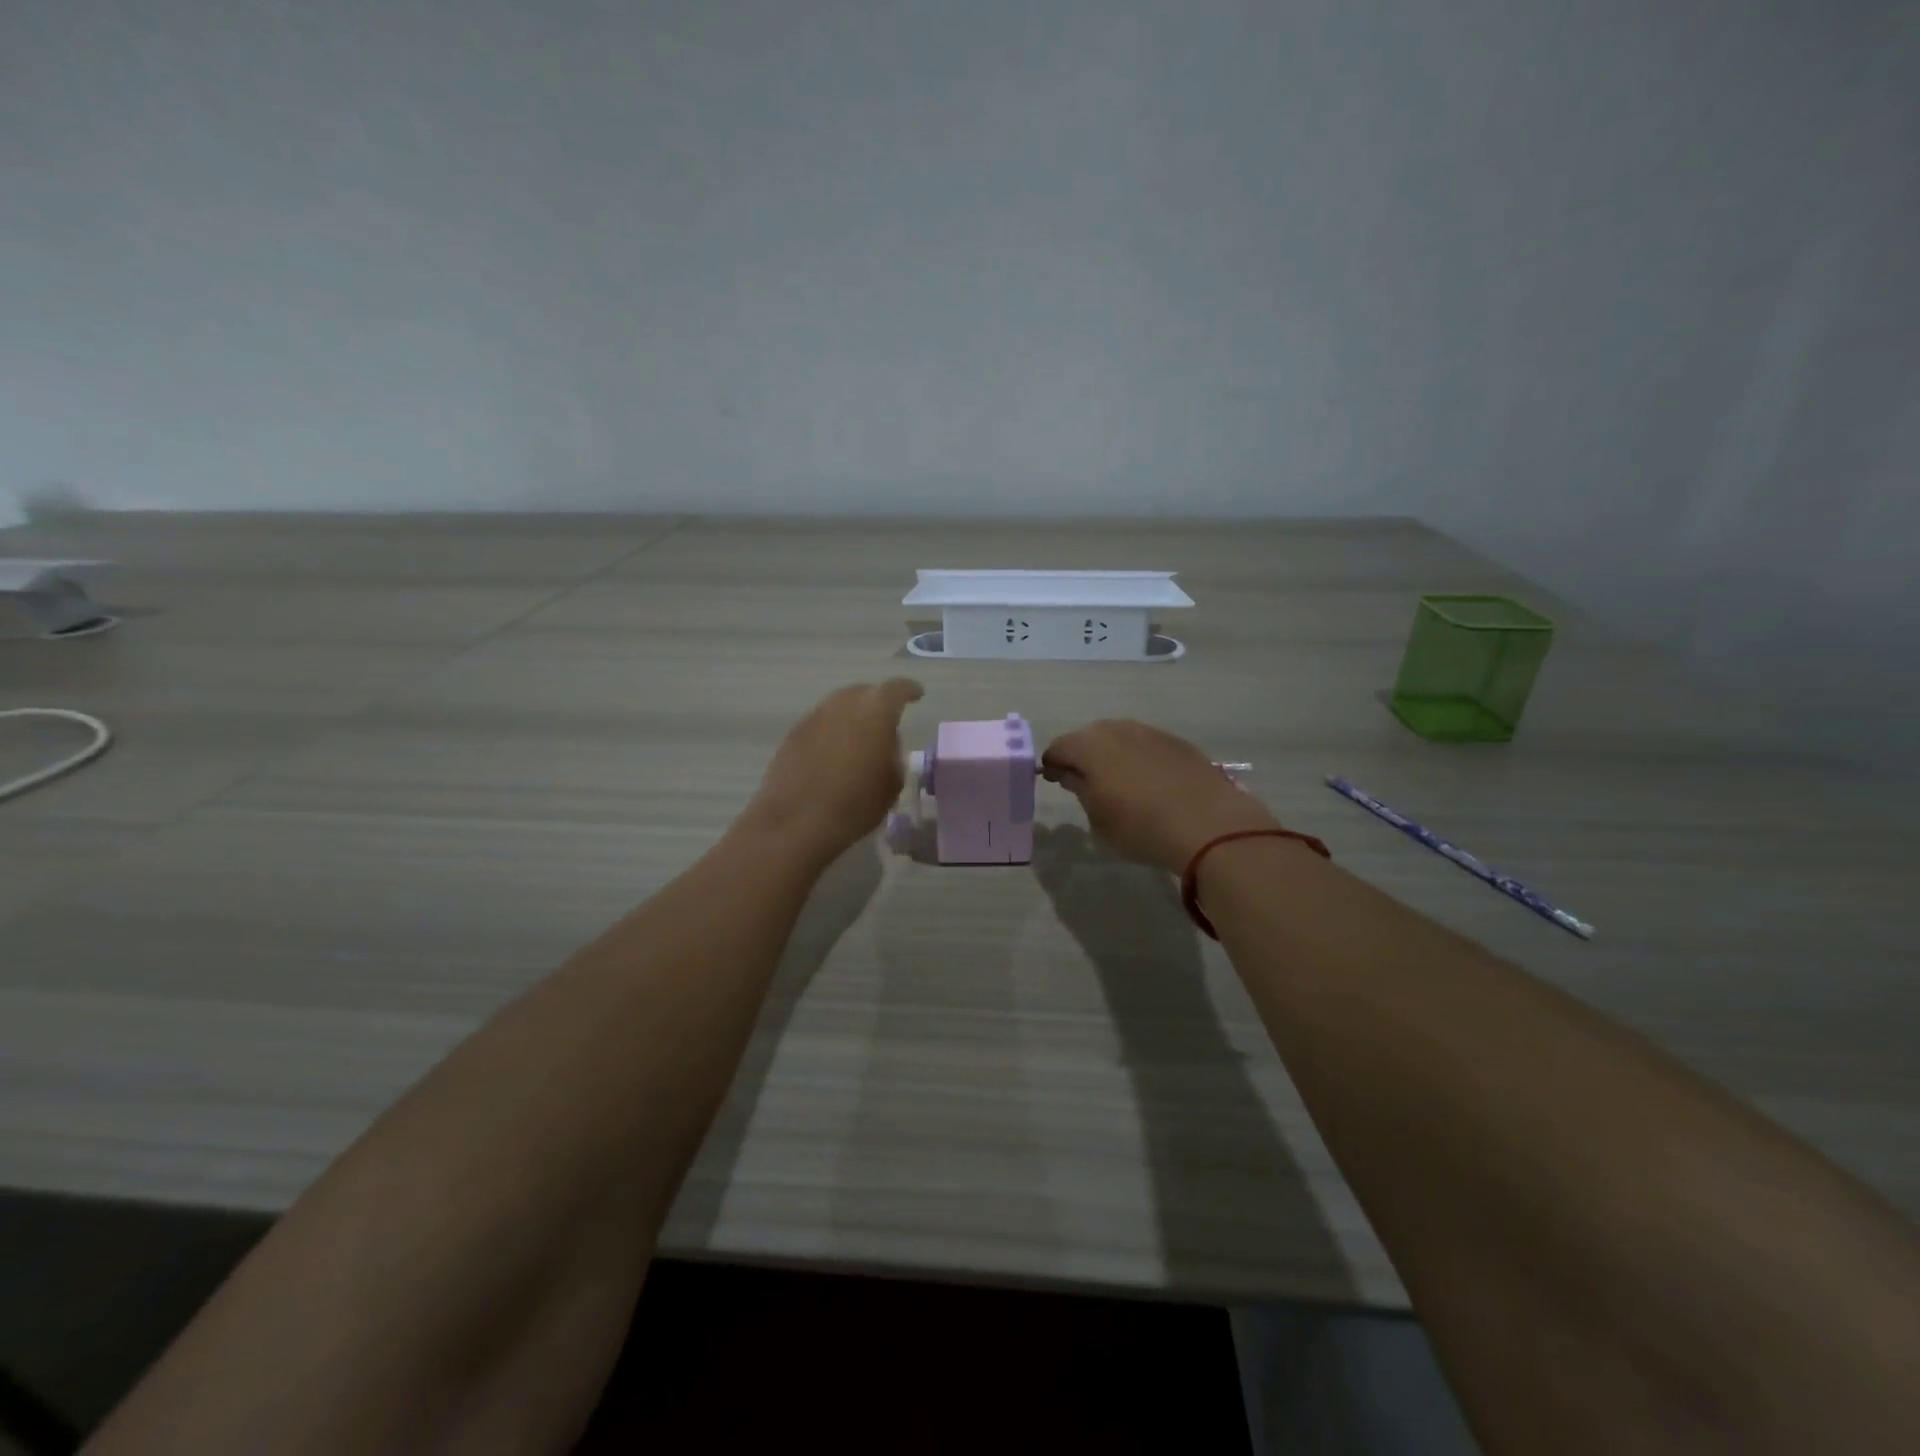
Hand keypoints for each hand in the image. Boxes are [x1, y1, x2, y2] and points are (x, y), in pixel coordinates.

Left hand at [741, 679, 924, 862]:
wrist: (797, 821)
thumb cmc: (856, 803)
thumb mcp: (893, 783)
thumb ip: (893, 754)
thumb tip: (884, 746)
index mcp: (875, 710)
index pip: (897, 689)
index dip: (909, 691)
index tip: (916, 695)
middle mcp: (843, 704)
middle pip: (863, 693)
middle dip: (877, 702)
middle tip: (885, 721)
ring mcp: (814, 717)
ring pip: (838, 707)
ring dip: (851, 718)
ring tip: (859, 740)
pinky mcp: (792, 735)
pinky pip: (820, 725)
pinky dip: (831, 733)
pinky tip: (833, 755)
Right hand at [1041, 719, 1282, 874]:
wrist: (1208, 823)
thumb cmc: (1140, 826)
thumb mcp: (1098, 818)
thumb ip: (1082, 791)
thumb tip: (1074, 775)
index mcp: (1089, 746)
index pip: (1058, 748)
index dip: (1052, 765)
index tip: (1054, 781)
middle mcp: (1117, 729)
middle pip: (1089, 737)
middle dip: (1082, 756)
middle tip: (1084, 782)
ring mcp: (1151, 732)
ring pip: (1120, 738)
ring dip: (1112, 755)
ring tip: (1118, 782)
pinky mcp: (1178, 742)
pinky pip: (1147, 745)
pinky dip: (1140, 759)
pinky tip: (1149, 782)